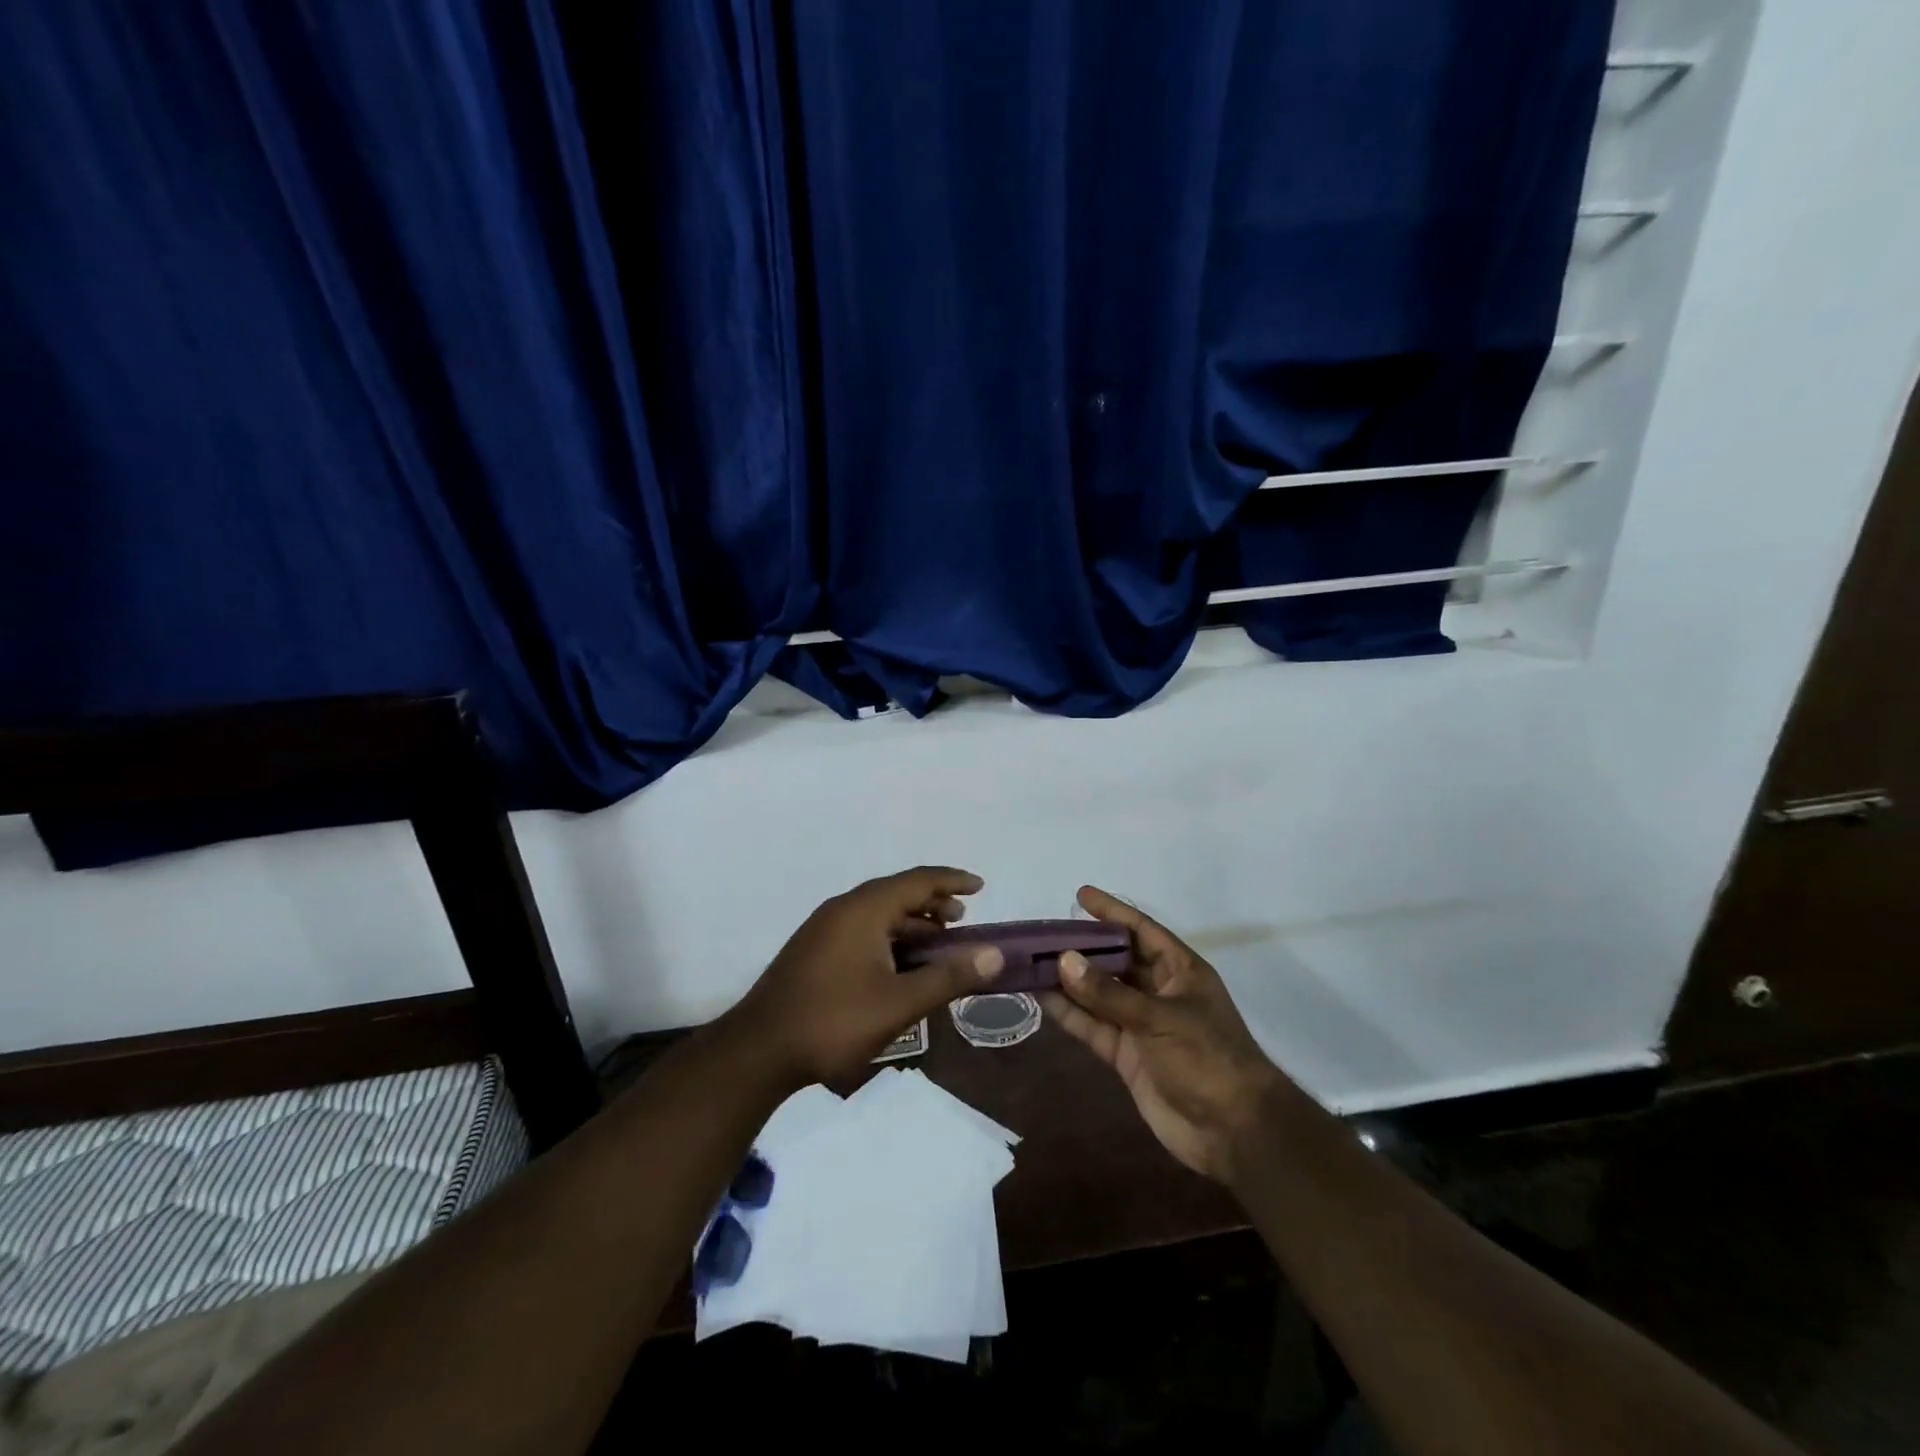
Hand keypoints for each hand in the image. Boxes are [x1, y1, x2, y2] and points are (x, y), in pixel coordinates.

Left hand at [725, 866, 1004, 1085]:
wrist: (759, 1050)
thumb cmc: (834, 1022)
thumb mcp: (900, 1003)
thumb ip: (949, 976)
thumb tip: (994, 954)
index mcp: (863, 909)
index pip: (917, 880)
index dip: (952, 880)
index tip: (982, 887)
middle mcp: (843, 908)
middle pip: (897, 893)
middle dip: (933, 902)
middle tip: (963, 919)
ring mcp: (824, 929)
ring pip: (878, 913)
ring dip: (911, 923)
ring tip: (937, 944)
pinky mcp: (814, 950)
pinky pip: (862, 929)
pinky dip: (890, 937)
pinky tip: (900, 966)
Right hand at [1042, 885, 1295, 1183]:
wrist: (1232, 1132)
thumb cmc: (1208, 1058)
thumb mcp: (1160, 1019)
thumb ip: (1109, 993)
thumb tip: (1064, 960)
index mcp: (1180, 970)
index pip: (1142, 930)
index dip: (1113, 912)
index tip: (1080, 895)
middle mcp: (1158, 991)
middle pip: (1115, 960)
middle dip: (1082, 947)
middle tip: (1043, 933)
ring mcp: (1141, 1024)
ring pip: (1098, 994)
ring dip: (1069, 981)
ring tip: (1032, 962)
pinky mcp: (1126, 1054)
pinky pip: (1093, 1026)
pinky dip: (1070, 1014)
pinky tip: (1042, 998)